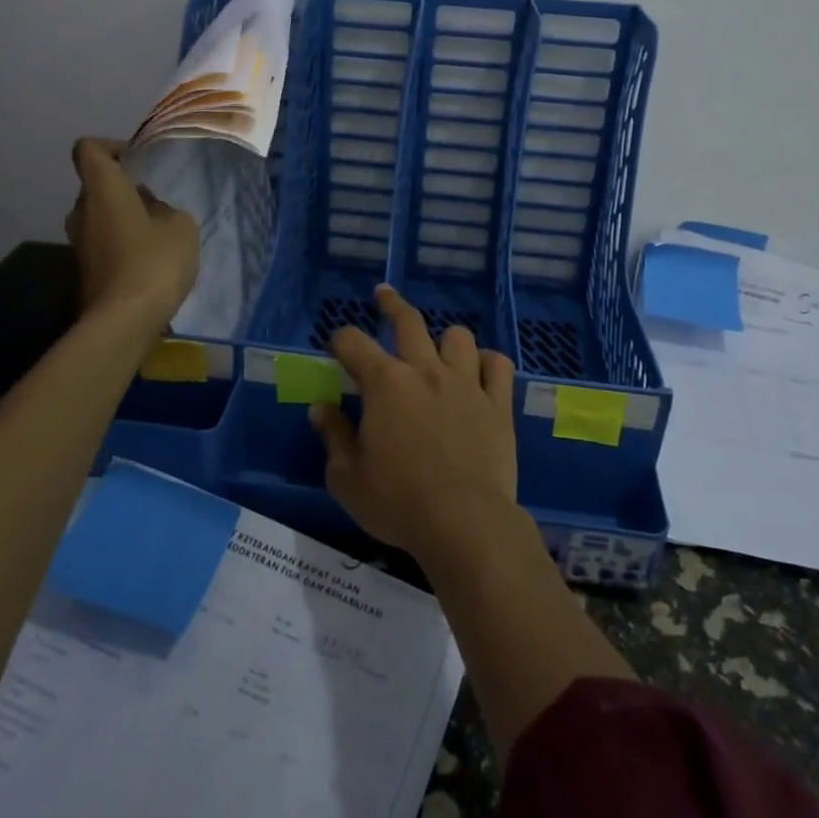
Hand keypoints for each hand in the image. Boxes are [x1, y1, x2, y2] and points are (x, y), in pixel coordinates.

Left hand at [65, 138, 200, 331]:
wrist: (124, 321)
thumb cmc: (155, 262)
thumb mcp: (181, 226)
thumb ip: (166, 209)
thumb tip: (152, 212)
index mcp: (103, 189)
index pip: (88, 149)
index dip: (111, 147)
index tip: (137, 161)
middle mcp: (82, 210)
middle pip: (97, 186)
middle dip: (124, 189)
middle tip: (157, 203)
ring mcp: (79, 243)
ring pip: (100, 216)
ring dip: (124, 218)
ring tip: (158, 234)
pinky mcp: (85, 270)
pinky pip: (104, 243)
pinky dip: (122, 244)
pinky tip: (150, 261)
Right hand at [311, 284, 518, 558]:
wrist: (464, 523)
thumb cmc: (397, 503)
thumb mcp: (347, 478)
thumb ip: (333, 436)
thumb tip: (321, 408)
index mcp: (385, 384)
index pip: (353, 343)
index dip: (340, 338)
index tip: (337, 345)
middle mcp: (425, 371)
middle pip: (408, 321)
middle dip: (391, 303)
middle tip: (383, 294)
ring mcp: (466, 383)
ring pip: (458, 336)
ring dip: (444, 340)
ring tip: (438, 351)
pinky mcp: (497, 403)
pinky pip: (497, 365)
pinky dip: (487, 363)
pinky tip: (480, 372)